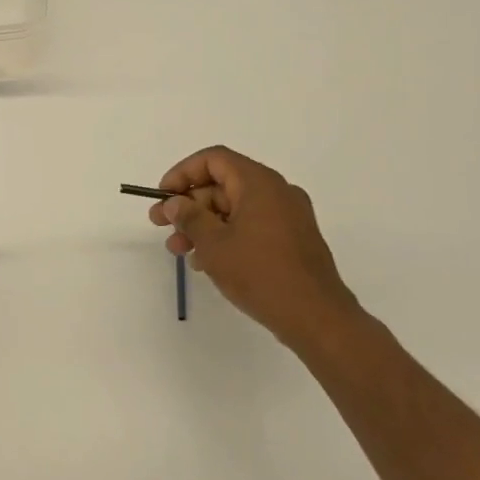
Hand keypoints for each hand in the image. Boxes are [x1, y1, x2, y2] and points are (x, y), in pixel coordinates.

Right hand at [149, 147, 360, 353]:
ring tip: (180, 250)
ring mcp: (288, 216)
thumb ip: (189, 217)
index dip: (182, 173)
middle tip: (162, 227)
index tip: (163, 197)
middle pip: (222, 185)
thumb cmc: (260, 273)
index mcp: (259, 183)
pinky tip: (207, 261)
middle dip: (189, 205)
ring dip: (203, 224)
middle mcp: (277, 192)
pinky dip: (226, 236)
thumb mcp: (213, 243)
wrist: (317, 319)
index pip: (213, 160)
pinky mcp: (293, 240)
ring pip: (234, 208)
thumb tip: (175, 203)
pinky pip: (251, 226)